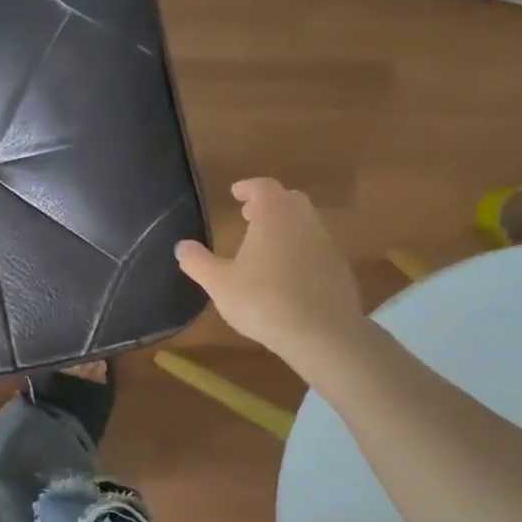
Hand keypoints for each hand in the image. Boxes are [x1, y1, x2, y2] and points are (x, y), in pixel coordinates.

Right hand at [175, 178, 369, 380]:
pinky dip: (300, 248)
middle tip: (249, 215)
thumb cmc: (264, 301)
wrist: (323, 334)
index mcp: (274, 216)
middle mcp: (303, 221)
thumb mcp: (219, 284)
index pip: (263, 187)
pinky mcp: (339, 268)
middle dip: (269, 203)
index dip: (248, 187)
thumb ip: (198, 263)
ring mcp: (326, 244)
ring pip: (305, 222)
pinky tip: (287, 273)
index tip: (235, 193)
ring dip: (286, 225)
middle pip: (289, 199)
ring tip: (265, 245)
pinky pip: (316, 247)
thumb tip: (182, 246)